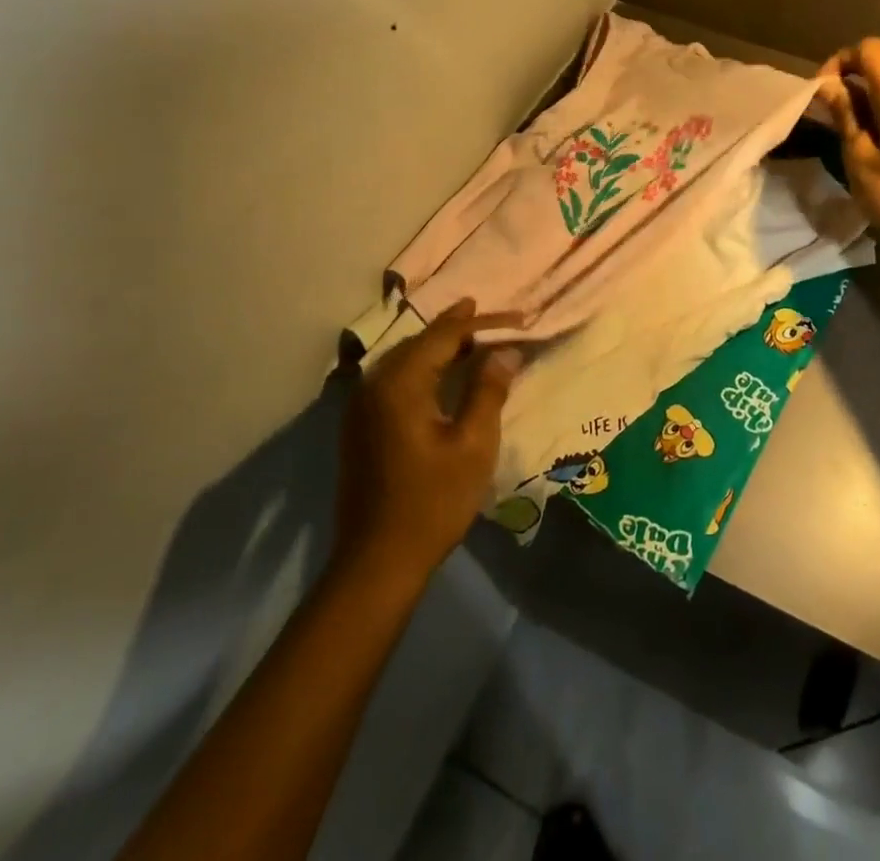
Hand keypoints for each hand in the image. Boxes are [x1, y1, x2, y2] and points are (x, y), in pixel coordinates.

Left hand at [333, 299, 518, 580]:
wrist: (377, 562)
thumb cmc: (432, 502)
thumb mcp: (473, 445)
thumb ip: (489, 390)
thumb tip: (505, 351)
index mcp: (400, 383)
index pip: (445, 335)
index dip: (483, 323)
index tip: (518, 317)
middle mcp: (375, 384)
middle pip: (422, 341)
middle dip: (461, 328)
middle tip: (499, 322)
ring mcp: (362, 405)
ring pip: (407, 358)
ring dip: (442, 347)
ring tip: (477, 338)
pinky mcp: (362, 425)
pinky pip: (397, 378)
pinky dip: (425, 368)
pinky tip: (446, 374)